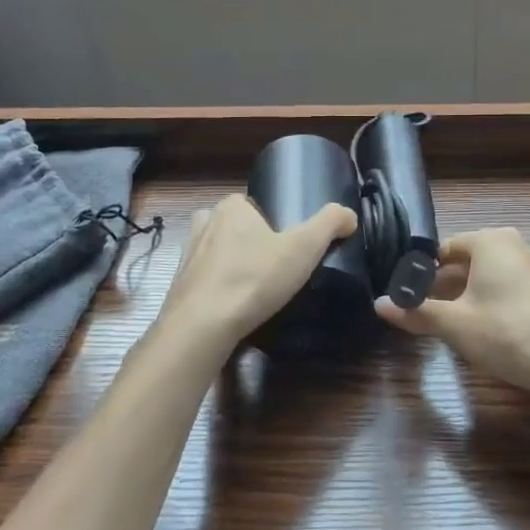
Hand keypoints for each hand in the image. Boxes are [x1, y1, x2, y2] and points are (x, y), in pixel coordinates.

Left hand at [157, 193, 356, 350]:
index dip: (271, 221)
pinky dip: (219, 289)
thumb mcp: (304, 247)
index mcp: (230, 208)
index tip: (288, 243)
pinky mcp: (179, 286)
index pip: (252, 204)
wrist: (202, 326)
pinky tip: (235, 305)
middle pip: (234, 227)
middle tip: (274, 265)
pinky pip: (205, 280)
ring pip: (217, 253)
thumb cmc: (254, 278)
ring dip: (232, 265)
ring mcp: (187, 256)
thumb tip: (349, 215)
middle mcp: (204, 224)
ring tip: (256, 286)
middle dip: (251, 241)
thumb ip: (330, 224)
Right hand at [375, 228, 529, 396]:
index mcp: (491, 240)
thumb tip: (379, 304)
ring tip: (451, 325)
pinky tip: (485, 331)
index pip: (445, 249)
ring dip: (468, 297)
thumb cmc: (505, 332)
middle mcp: (515, 245)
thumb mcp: (454, 324)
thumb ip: (416, 311)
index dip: (424, 273)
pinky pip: (509, 289)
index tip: (410, 298)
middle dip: (445, 286)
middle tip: (426, 314)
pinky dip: (492, 303)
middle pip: (468, 262)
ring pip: (489, 277)